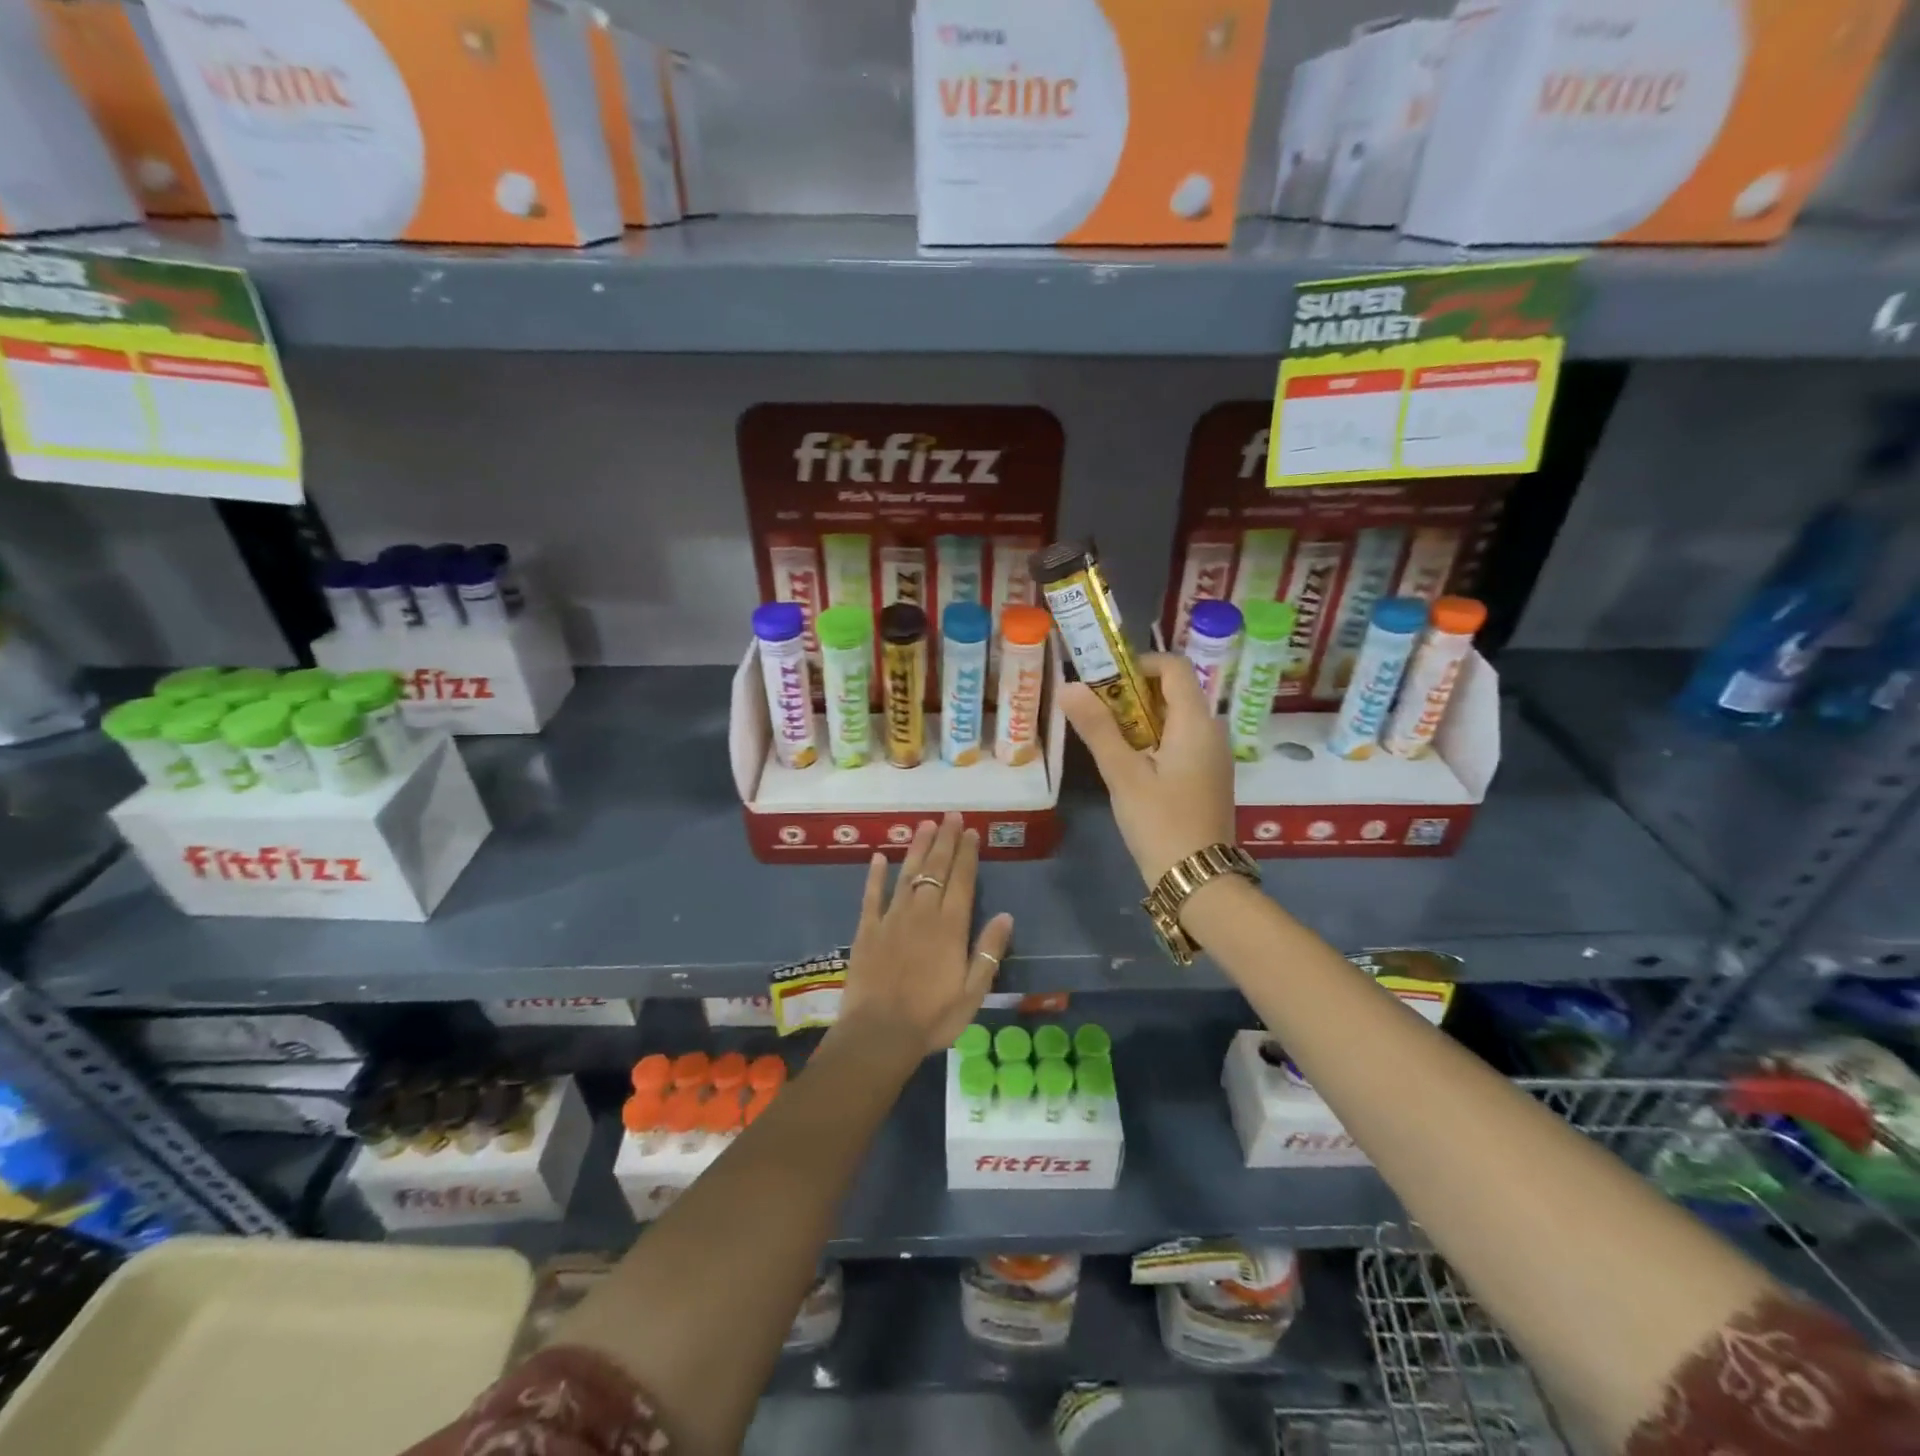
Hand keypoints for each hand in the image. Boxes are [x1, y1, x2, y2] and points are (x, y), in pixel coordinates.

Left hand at [837, 812, 1014, 1056]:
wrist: (879, 1035)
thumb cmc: (933, 1018)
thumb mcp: (973, 992)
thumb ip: (988, 951)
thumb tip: (1006, 916)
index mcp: (950, 927)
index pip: (962, 880)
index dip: (967, 854)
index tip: (971, 832)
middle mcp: (922, 913)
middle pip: (936, 869)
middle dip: (945, 841)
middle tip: (951, 816)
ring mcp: (892, 919)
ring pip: (907, 875)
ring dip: (917, 848)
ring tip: (925, 825)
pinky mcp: (867, 930)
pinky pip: (871, 896)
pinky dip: (875, 875)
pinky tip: (878, 857)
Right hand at [1061, 654, 1235, 885]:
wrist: (1198, 878)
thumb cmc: (1160, 822)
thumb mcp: (1122, 774)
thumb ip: (1097, 728)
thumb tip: (1068, 686)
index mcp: (1196, 722)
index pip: (1174, 666)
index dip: (1138, 664)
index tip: (1104, 682)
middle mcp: (1212, 730)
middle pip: (1173, 691)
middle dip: (1132, 693)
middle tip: (1095, 710)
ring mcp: (1213, 755)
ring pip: (1175, 718)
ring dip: (1139, 718)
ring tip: (1105, 737)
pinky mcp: (1208, 775)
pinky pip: (1181, 741)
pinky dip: (1153, 739)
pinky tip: (1128, 763)